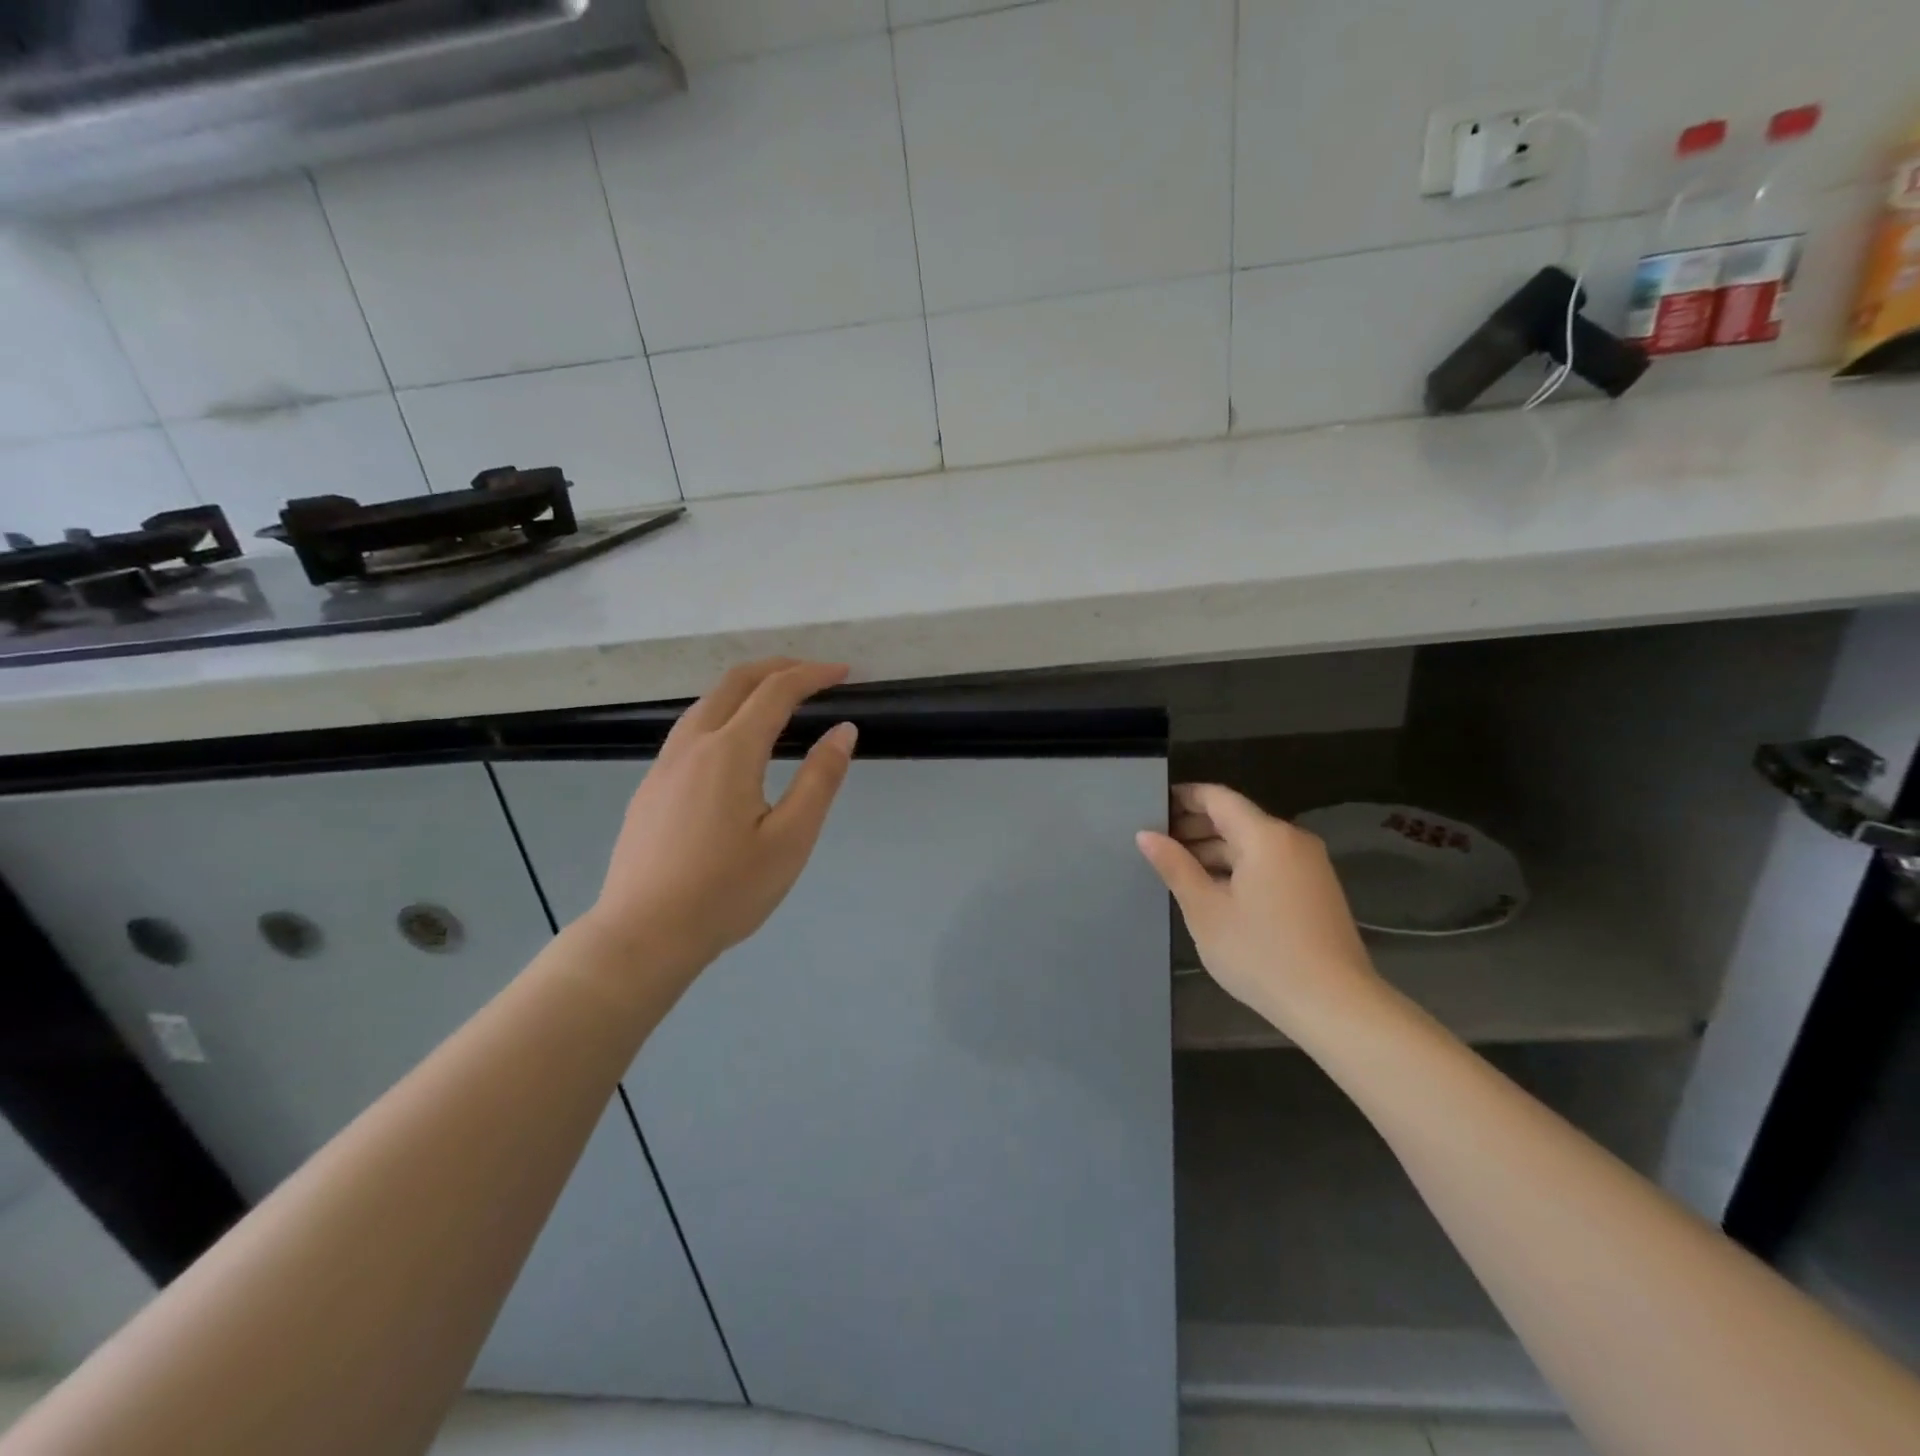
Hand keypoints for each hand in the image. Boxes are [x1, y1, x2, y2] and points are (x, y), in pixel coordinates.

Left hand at [584, 660, 857, 976]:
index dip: (812, 675)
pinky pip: (691, 728)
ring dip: (746, 687)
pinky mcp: (651, 787)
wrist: (643, 935)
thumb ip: (820, 780)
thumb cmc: (726, 891)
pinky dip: (724, 712)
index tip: (844, 672)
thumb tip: (843, 731)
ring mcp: (664, 765)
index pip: (776, 692)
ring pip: (706, 703)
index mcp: (729, 752)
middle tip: (814, 674)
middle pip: (734, 682)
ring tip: (779, 699)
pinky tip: (735, 743)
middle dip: (778, 667)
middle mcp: (692, 745)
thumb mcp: (790, 840)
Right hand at [1136, 784, 1382, 1033]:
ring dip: (1215, 849)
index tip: (1151, 806)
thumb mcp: (1205, 910)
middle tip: (1156, 842)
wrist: (1335, 1006)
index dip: (1183, 797)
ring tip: (1177, 869)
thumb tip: (1146, 834)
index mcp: (1265, 836)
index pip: (1217, 797)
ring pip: (1252, 843)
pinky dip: (1238, 866)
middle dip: (1195, 826)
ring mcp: (1309, 865)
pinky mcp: (1317, 889)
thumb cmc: (1261, 953)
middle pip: (1236, 818)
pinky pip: (1269, 862)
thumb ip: (1175, 866)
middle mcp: (1291, 839)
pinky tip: (1214, 889)